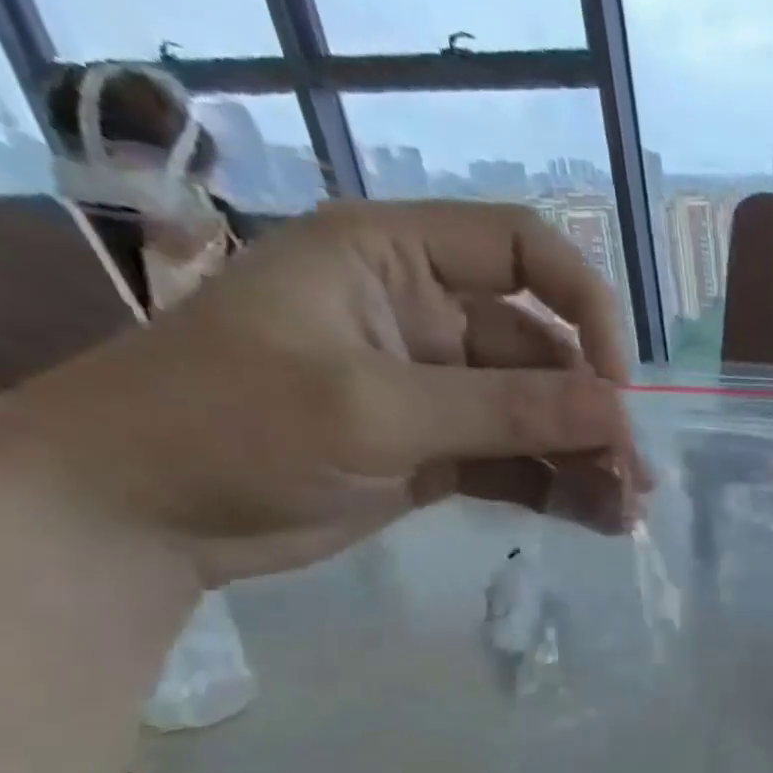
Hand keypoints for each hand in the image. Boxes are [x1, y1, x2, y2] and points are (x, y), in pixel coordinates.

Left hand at [0, 200, 651, 587]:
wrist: (138, 517)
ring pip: (539, 417)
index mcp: (395, 261)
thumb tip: (619, 415)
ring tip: (627, 512)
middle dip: (594, 413)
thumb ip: (504, 411)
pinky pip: (519, 463)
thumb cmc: (230, 427)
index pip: (524, 252)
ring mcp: (436, 391)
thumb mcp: (373, 410)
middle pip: (544, 352)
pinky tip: (598, 520)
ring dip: (587, 460)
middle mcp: (426, 317)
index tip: (615, 383)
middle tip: (635, 476)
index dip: (585, 309)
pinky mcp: (439, 453)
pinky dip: (559, 489)